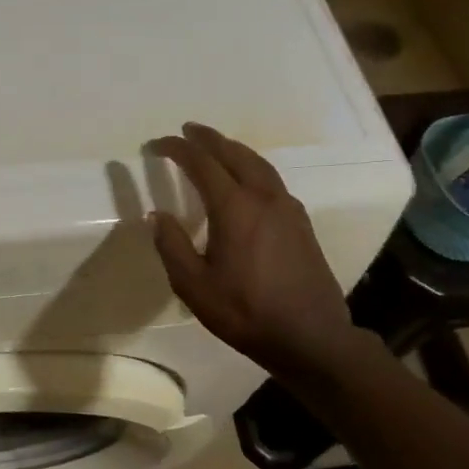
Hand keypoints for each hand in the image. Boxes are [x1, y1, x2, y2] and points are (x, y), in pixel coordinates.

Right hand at [148, 123, 374, 377]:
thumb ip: (172, 246)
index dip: (177, 149)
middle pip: (234, 153)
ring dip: (232, 149)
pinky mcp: (301, 222)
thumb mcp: (194, 285)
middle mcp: (263, 198)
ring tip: (215, 146)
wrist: (311, 338)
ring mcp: (287, 208)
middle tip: (187, 130)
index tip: (156, 145)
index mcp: (235, 208)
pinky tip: (246, 179)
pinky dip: (251, 166)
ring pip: (258, 163)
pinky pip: (271, 179)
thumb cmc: (246, 312)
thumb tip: (157, 215)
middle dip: (208, 138)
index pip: (202, 163)